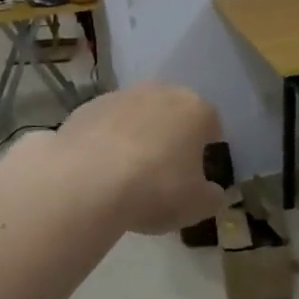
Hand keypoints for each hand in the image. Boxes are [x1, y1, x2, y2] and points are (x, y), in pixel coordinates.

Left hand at [52, 83, 224, 234]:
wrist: (86, 183)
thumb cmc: (155, 189)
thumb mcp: (198, 206)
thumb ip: (212, 196)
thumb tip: (211, 191)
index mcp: (196, 109)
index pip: (211, 126)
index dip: (206, 151)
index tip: (196, 176)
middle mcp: (161, 92)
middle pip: (173, 115)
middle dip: (171, 138)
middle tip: (162, 174)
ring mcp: (120, 96)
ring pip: (138, 116)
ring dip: (137, 137)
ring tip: (126, 176)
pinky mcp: (87, 107)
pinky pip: (106, 125)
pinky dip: (106, 142)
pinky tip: (99, 171)